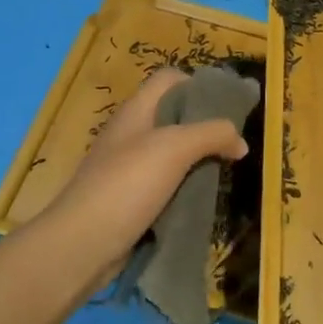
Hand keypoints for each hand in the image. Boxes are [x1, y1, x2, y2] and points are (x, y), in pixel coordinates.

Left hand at [32, 69, 249, 287]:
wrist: (82, 244)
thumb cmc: (127, 184)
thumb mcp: (175, 149)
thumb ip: (212, 135)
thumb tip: (240, 141)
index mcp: (136, 111)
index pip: (169, 79)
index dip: (198, 84)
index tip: (227, 107)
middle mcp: (131, 133)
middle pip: (173, 116)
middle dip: (204, 127)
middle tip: (232, 144)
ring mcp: (127, 168)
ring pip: (171, 154)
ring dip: (196, 161)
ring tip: (224, 172)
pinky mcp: (129, 199)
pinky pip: (164, 185)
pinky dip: (183, 189)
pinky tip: (202, 200)